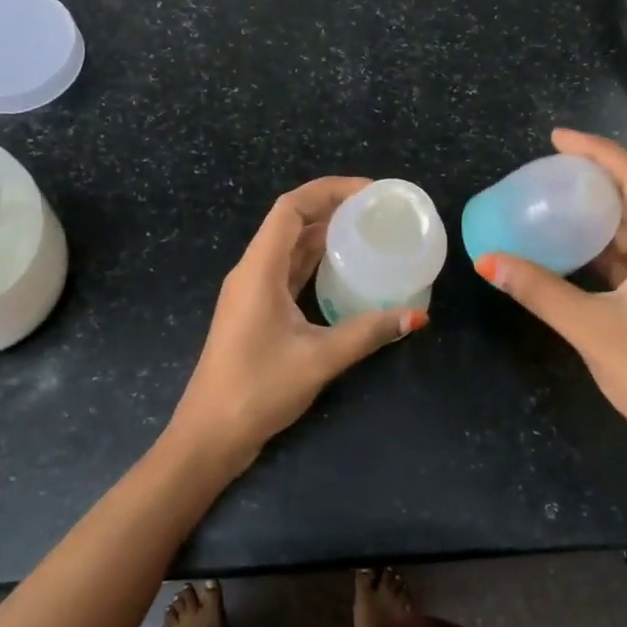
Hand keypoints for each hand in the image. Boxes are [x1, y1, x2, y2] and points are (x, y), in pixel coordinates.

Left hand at [170, 177, 425, 470]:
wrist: (210, 435)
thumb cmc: (257, 390)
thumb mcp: (319, 359)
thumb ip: (368, 332)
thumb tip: (417, 316)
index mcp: (259, 269)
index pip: (291, 208)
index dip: (328, 190)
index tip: (369, 192)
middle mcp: (252, 271)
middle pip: (290, 222)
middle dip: (331, 208)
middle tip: (376, 211)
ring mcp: (251, 292)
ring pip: (289, 247)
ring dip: (323, 234)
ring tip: (366, 231)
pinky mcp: (256, 312)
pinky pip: (287, 272)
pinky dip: (314, 262)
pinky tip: (343, 271)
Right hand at [474, 130, 626, 488]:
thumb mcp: (591, 327)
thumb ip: (539, 290)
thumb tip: (487, 261)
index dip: (597, 151)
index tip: (557, 138)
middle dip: (600, 178)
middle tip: (553, 168)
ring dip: (605, 214)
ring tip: (561, 200)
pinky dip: (611, 247)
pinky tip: (580, 250)